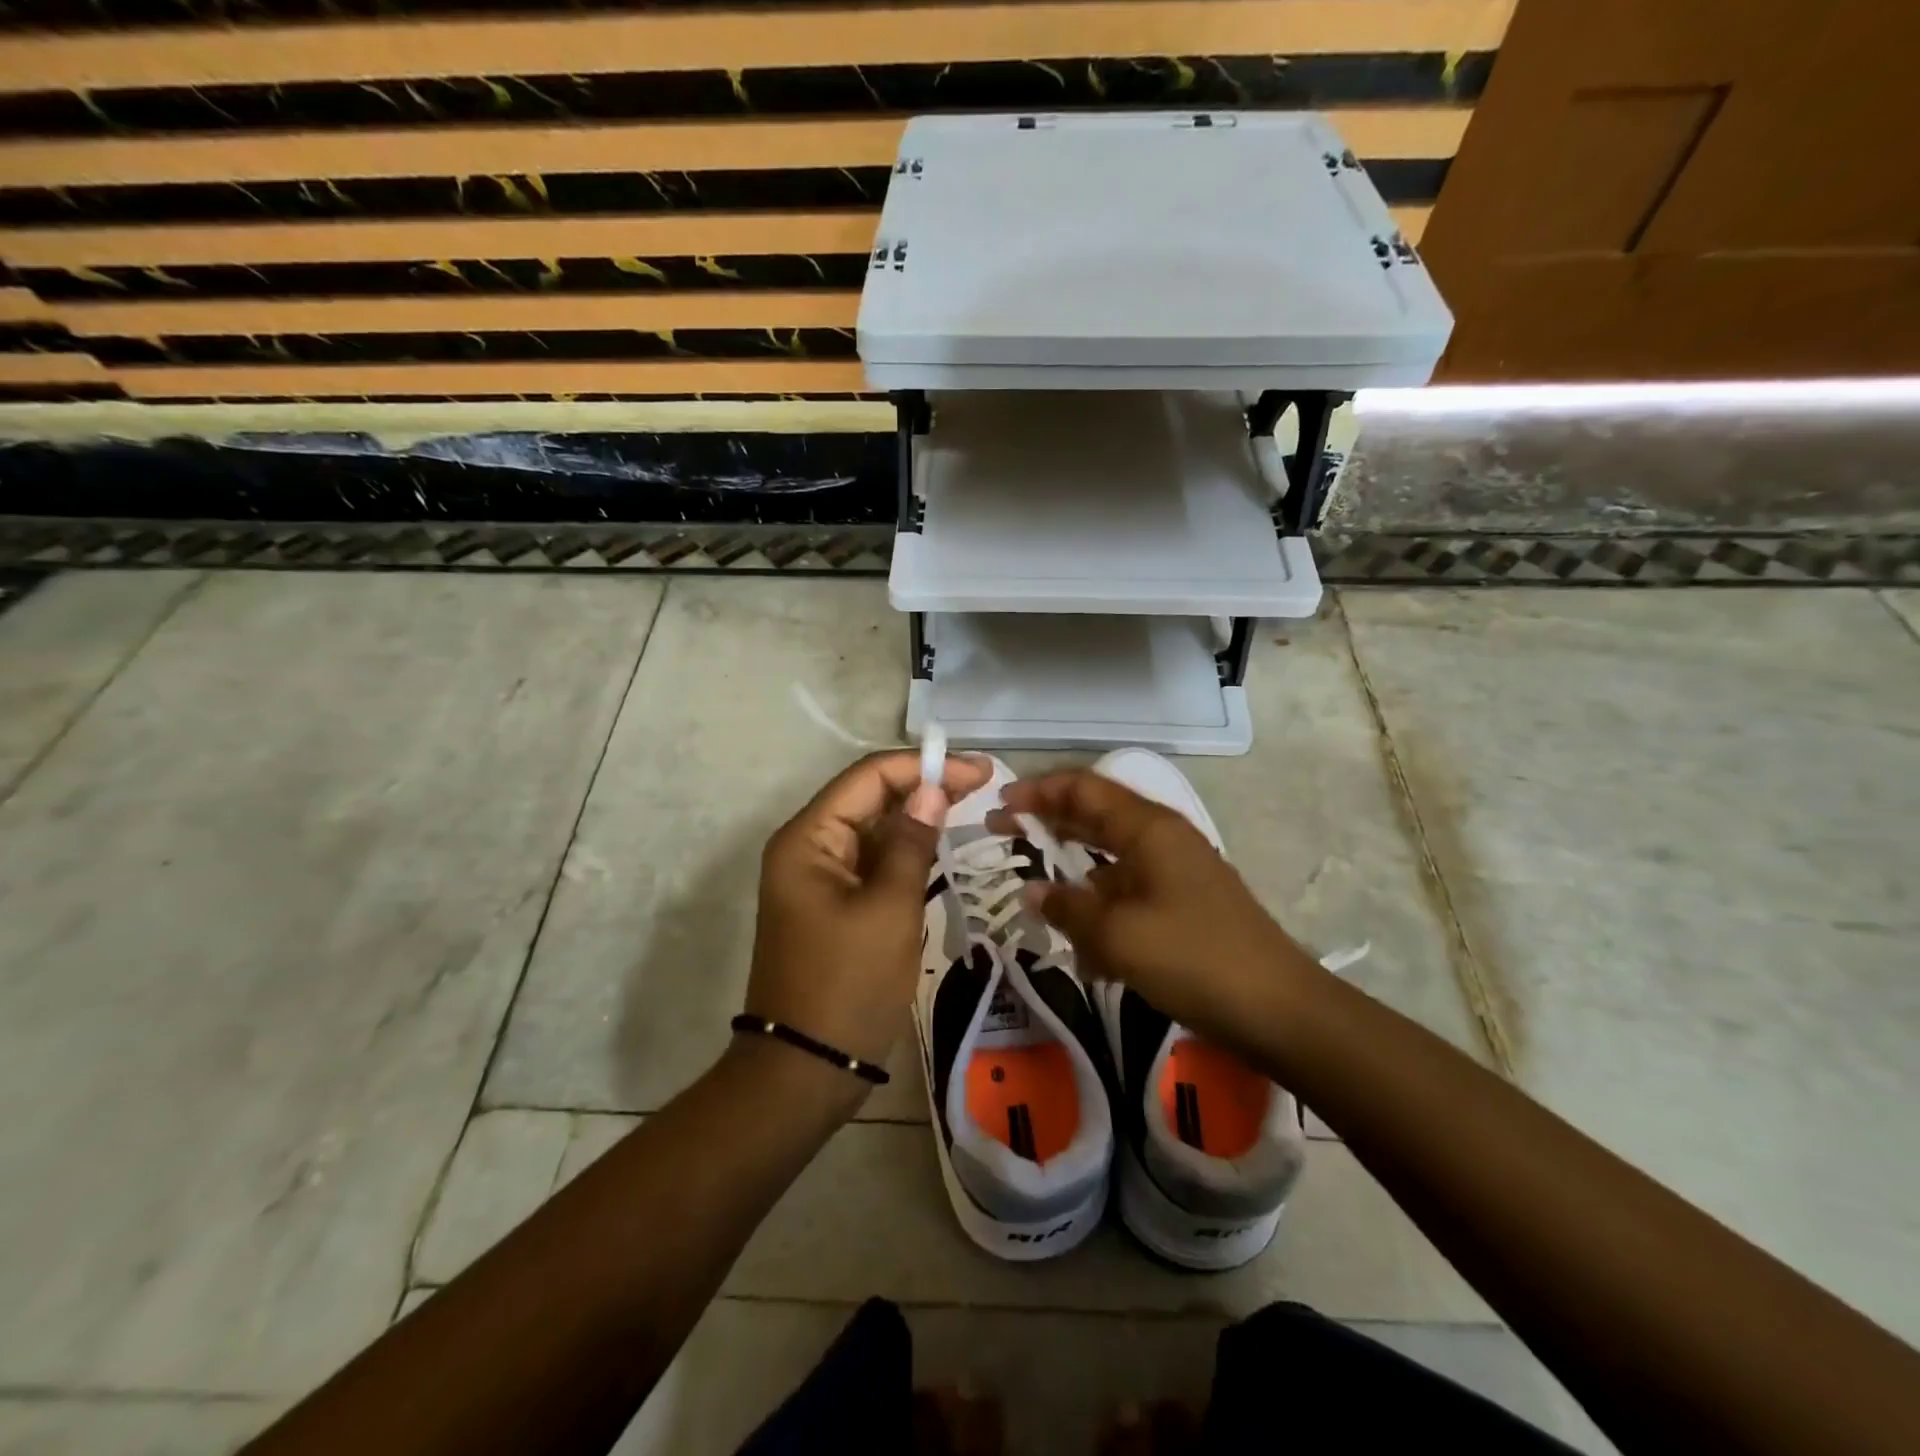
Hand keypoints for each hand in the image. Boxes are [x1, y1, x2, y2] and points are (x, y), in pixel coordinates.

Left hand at [746, 750, 991, 1089]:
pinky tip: (940, 848)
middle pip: (869, 798)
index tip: (978, 771)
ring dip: (917, 818)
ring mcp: (818, 877)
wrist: (805, 1070)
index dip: (924, 767)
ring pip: (873, 830)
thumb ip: (912, 842)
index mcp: (808, 838)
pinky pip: (872, 863)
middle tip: (983, 785)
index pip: (869, 777)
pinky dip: (905, 853)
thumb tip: (933, 789)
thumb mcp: (889, 909)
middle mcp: (807, 847)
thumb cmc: (848, 985)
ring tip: (970, 807)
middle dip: (923, 787)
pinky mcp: (832, 904)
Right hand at [995, 770, 1320, 1046]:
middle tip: (999, 835)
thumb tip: (1030, 891)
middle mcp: (1161, 839)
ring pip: (1108, 860)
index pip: (1083, 788)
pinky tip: (1081, 950)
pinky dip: (1099, 909)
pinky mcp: (1181, 905)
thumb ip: (1067, 906)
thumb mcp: (1118, 934)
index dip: (1037, 791)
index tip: (998, 806)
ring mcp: (1174, 872)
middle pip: (1093, 817)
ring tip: (1032, 895)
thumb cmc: (1193, 958)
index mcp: (1148, 827)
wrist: (1278, 1010)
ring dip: (1070, 874)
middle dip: (1045, 823)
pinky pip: (1127, 895)